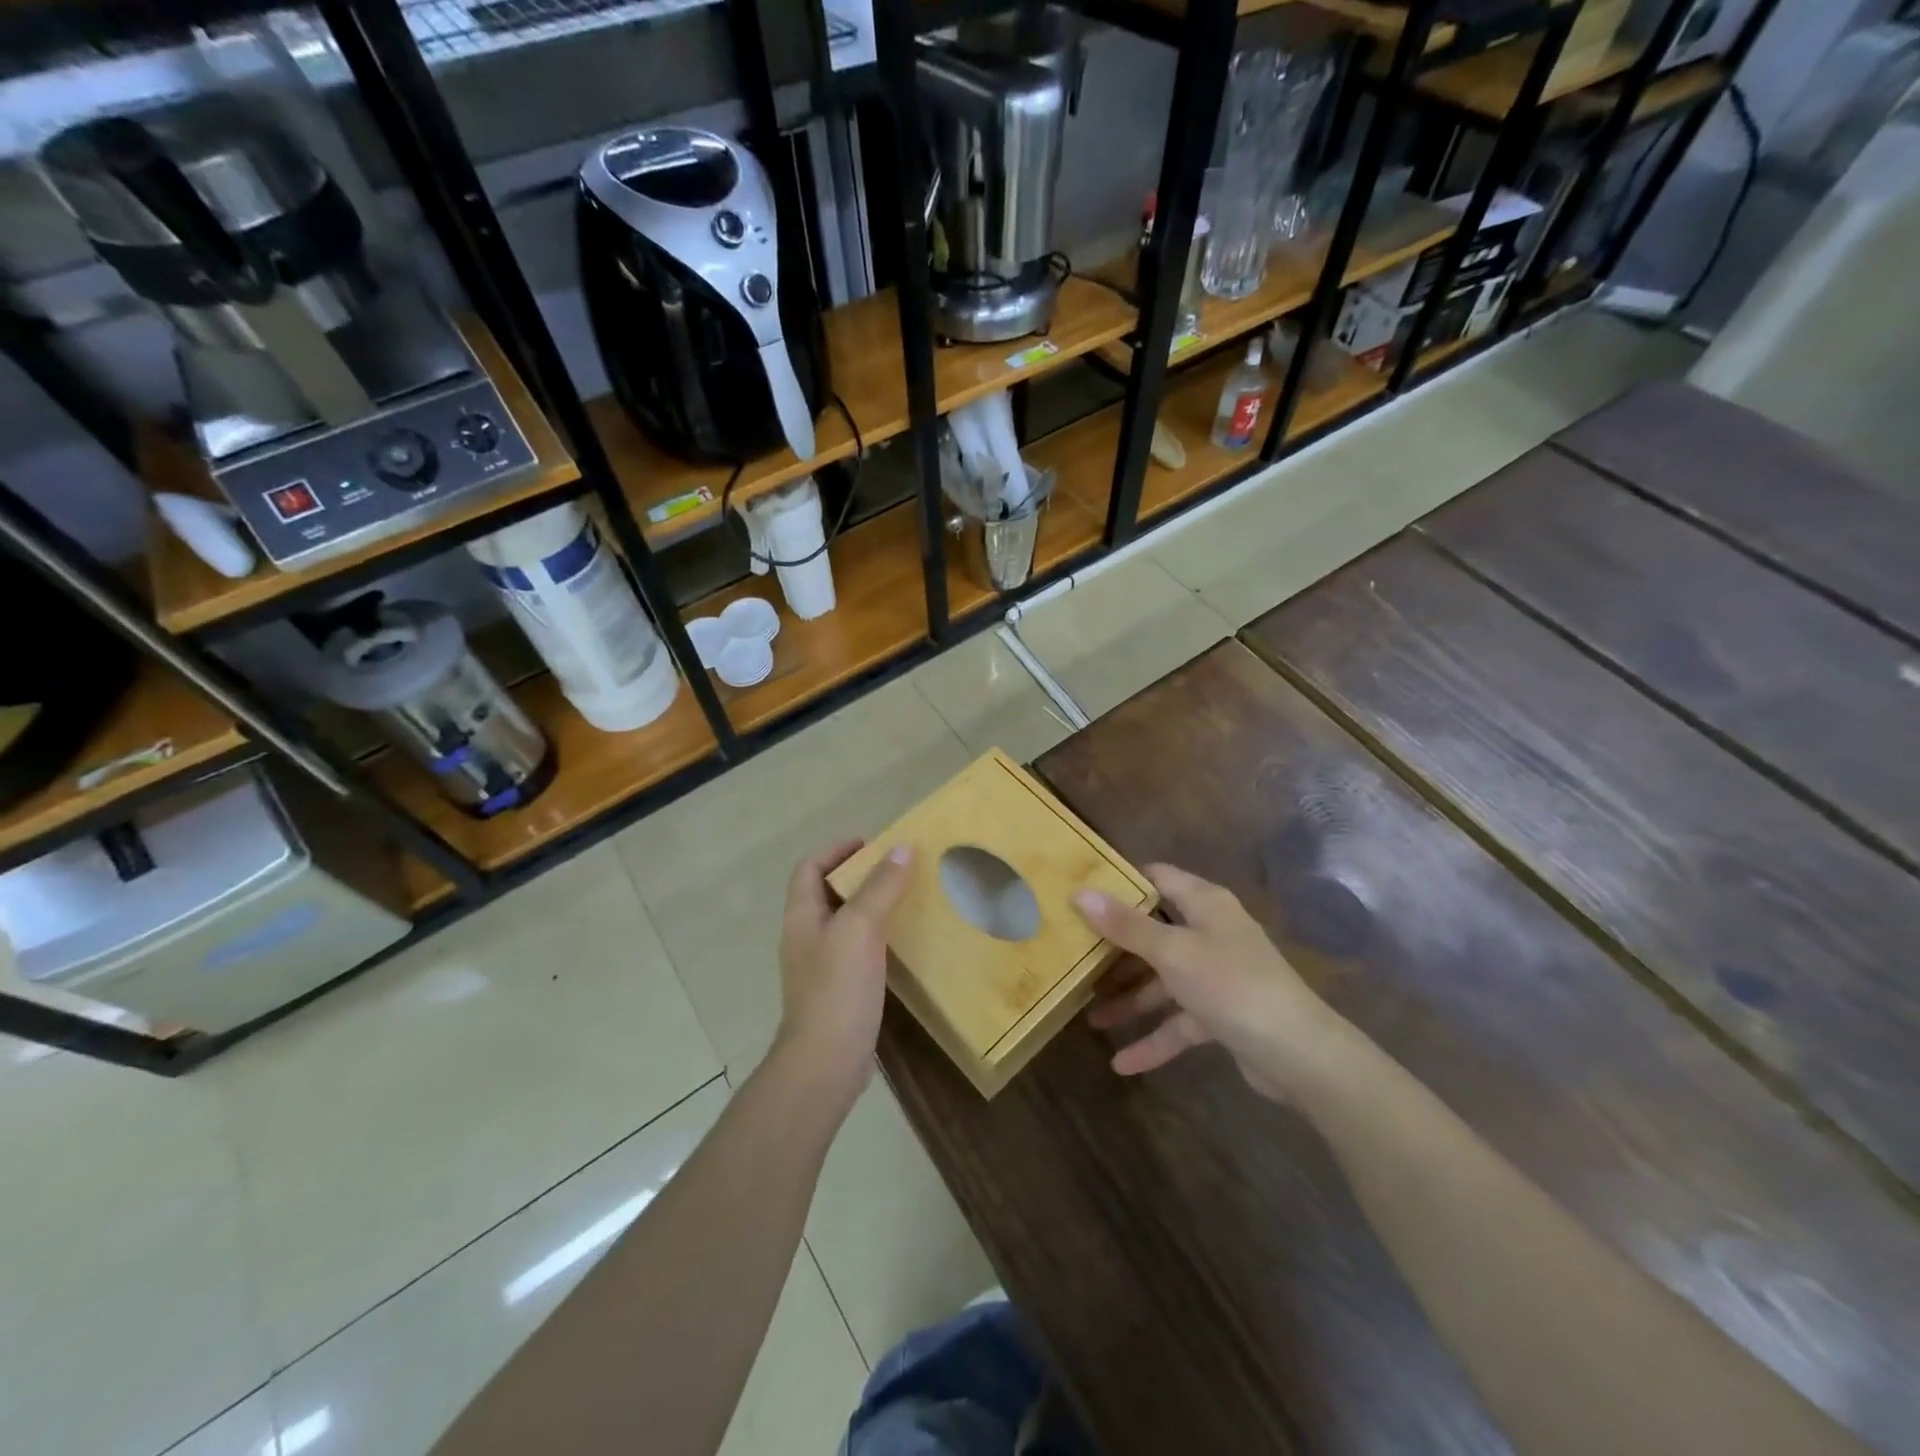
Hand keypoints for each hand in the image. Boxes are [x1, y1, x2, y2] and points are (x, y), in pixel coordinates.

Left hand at [774, 839, 913, 1108]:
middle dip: (858, 876)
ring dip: (869, 906)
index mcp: (801, 915)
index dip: (836, 851)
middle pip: (826, 893)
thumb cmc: (837, 988)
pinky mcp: (837, 990)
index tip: (871, 844)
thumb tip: (901, 847)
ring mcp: (820, 965)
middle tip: (896, 869)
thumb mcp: (861, 928)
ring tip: (905, 898)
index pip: (810, 868)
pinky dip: (875, 936)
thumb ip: (880, 887)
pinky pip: (855, 950)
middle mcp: (805, 936)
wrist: (825, 1061)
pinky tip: (900, 942)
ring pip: (843, 922)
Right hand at [1074, 864, 1348, 1100]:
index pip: (1158, 878)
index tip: (1083, 891)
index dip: (1122, 883)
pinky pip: (1179, 1021)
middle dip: (1116, 950)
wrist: (1299, 1054)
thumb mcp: (1172, 952)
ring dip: (1131, 999)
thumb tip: (1081, 892)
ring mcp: (1217, 975)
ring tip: (1091, 1017)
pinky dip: (1155, 1039)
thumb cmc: (1231, 984)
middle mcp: (1211, 933)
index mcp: (1204, 904)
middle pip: (1155, 933)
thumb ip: (1126, 926)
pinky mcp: (1222, 1014)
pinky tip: (1123, 1065)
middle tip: (1076, 956)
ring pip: (1163, 981)